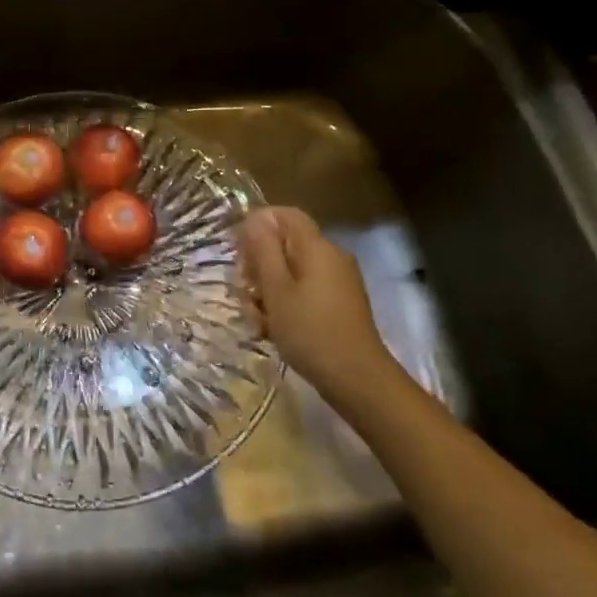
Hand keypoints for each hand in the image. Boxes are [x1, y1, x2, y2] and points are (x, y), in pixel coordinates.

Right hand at [238, 206, 400, 410]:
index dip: (257, 224)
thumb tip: (254, 218)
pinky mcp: (338, 303)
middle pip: (285, 244)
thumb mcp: (276, 290)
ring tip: (256, 320)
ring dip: (268, 290)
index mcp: (317, 247)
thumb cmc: (310, 331)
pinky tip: (272, 329)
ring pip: (291, 271)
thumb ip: (263, 250)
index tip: (238, 252)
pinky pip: (304, 290)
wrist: (358, 381)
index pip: (284, 215)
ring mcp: (337, 281)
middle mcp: (330, 257)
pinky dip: (285, 303)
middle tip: (243, 293)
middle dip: (258, 265)